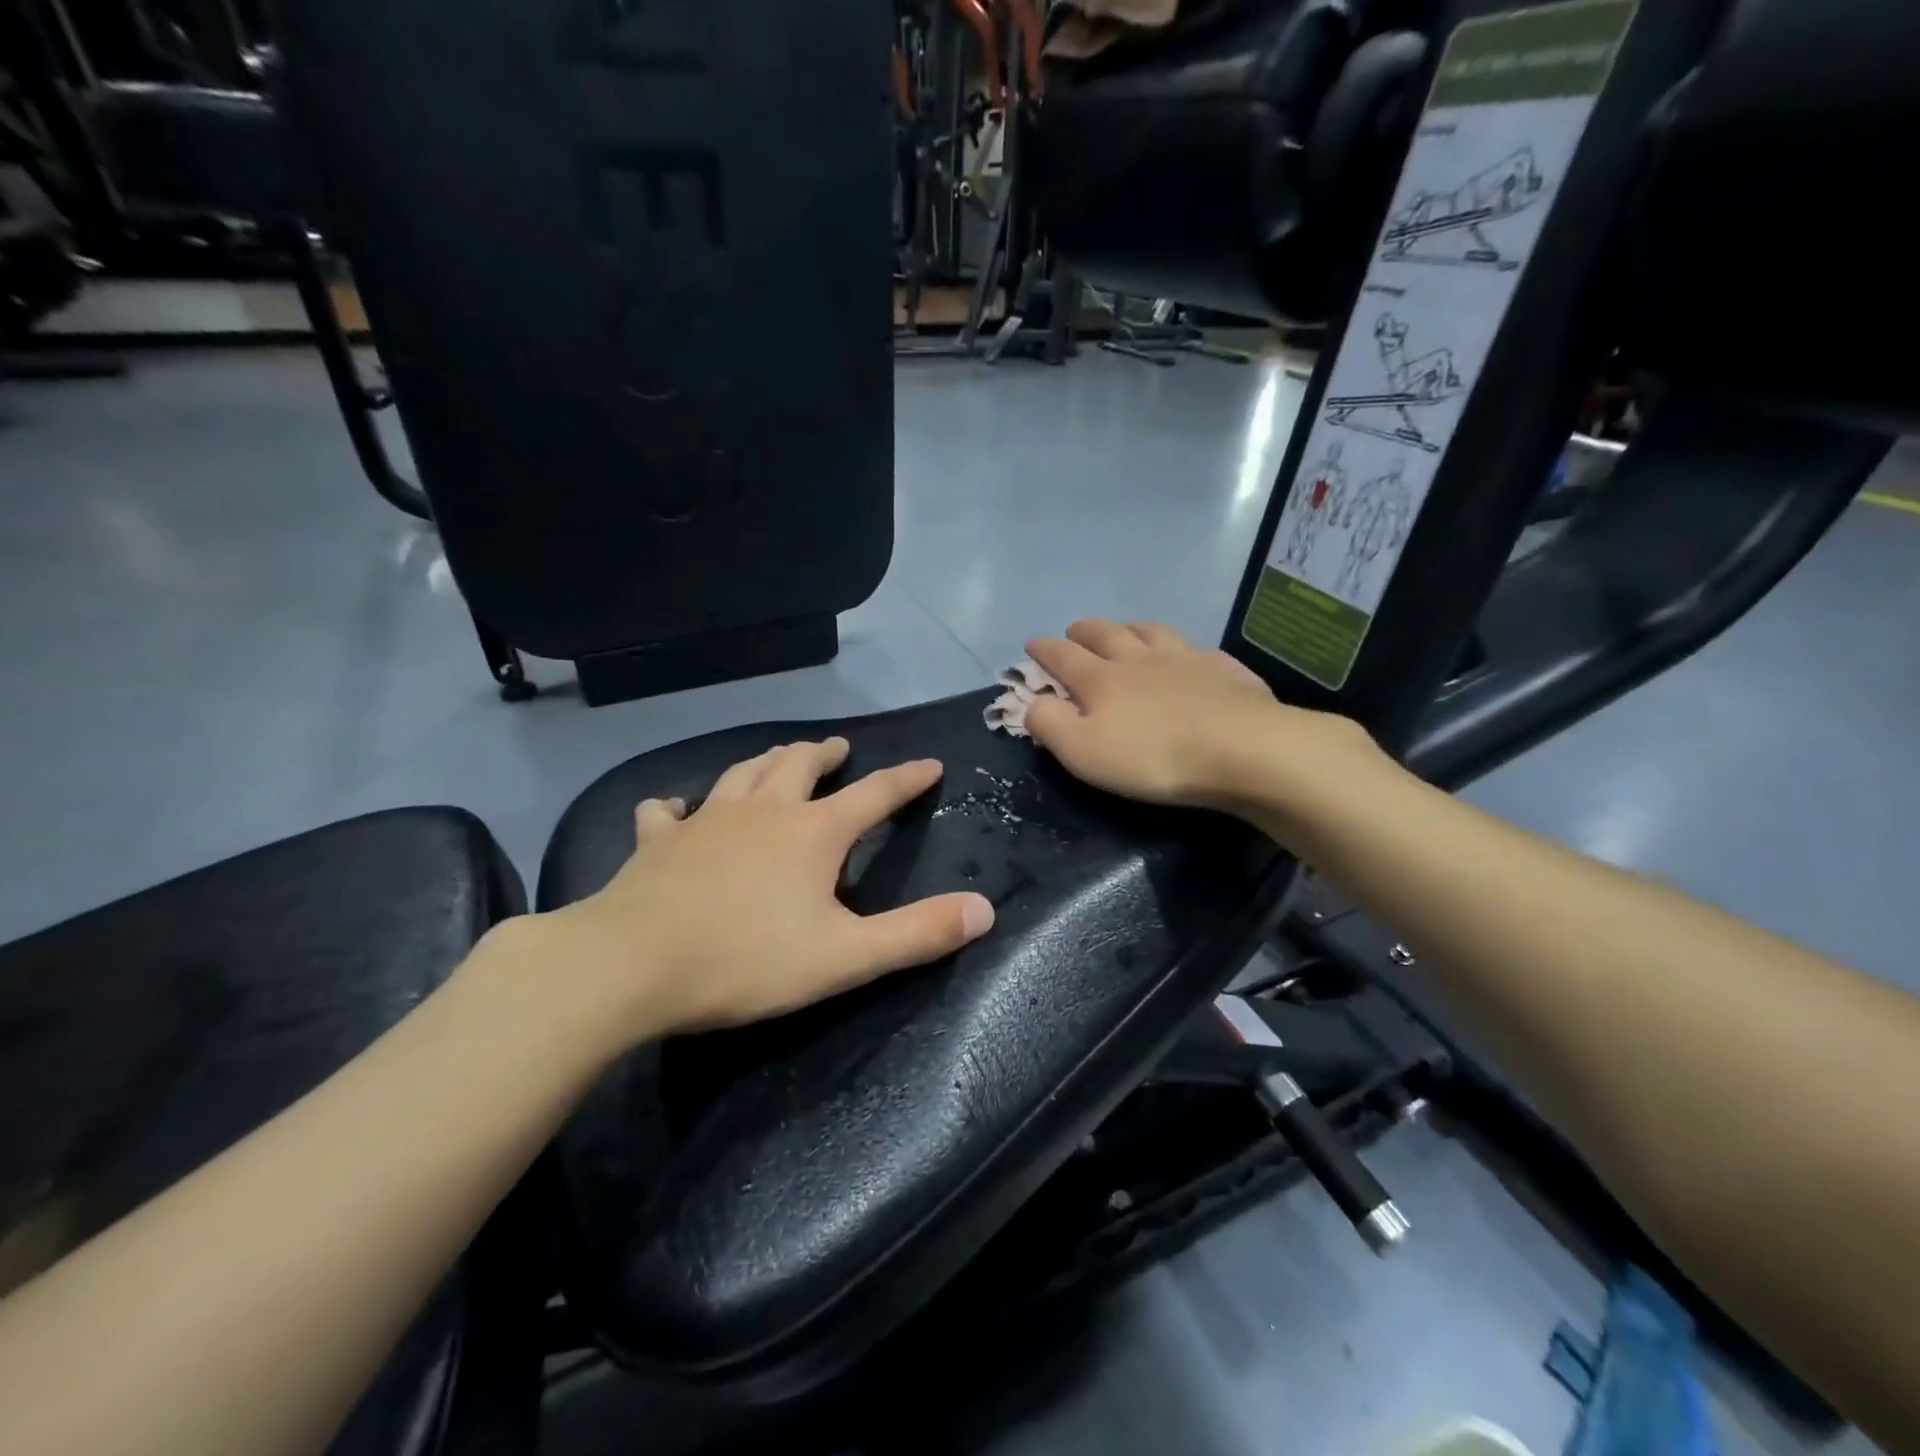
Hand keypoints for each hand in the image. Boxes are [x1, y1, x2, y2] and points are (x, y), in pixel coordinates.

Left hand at [536, 739, 994, 1048]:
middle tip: (838, 748)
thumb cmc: (747, 960)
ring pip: (742, 772)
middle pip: (800, 765)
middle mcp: (764, 810)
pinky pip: (668, 811)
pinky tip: (676, 808)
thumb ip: (918, 933)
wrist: (630, 965)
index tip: (929, 764)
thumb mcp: (846, 957)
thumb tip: (985, 909)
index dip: (906, 779)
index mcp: (813, 832)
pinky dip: (678, 805)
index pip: (875, 794)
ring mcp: (706, 819)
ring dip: (766, 761)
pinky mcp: (659, 841)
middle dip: (825, 754)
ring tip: (778, 757)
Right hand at [1024, 620, 1381, 810]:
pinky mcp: (1225, 671)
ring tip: (1125, 629)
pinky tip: (1190, 656)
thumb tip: (1031, 703)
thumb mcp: (1082, 751)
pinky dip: (1185, 650)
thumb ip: (1049, 725)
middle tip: (1074, 630)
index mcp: (1101, 679)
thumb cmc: (1152, 757)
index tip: (1031, 644)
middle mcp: (1140, 659)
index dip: (1043, 650)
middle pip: (1106, 634)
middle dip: (1084, 631)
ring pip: (1151, 633)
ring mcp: (1185, 659)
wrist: (1242, 751)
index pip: (1062, 656)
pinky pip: (1199, 651)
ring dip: (1131, 628)